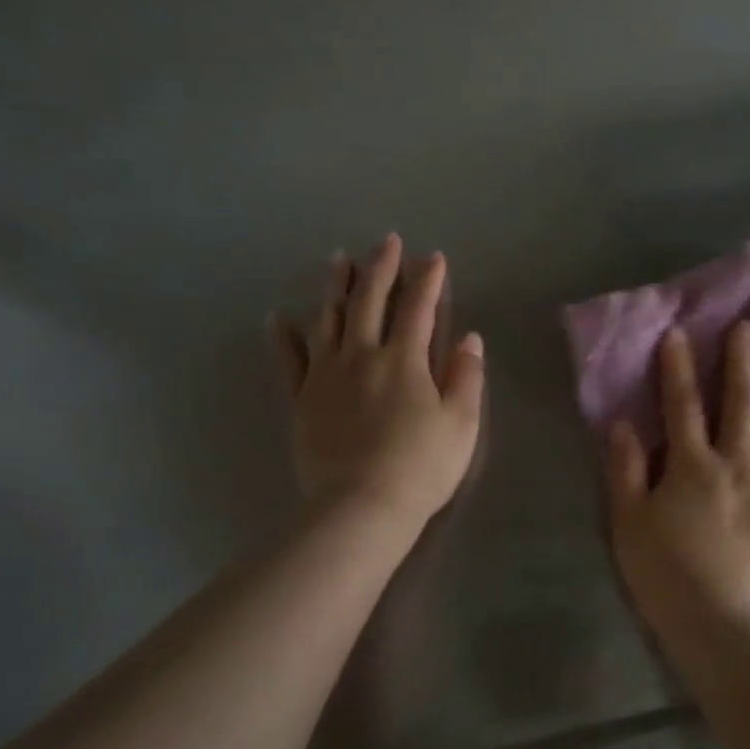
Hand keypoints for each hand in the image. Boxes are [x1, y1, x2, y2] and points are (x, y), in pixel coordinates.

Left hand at [273, 235, 484, 527]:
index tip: (433, 257)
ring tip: (337, 260)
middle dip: (380, 267)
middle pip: (369, 301)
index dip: (427, 280)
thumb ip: (466, 376)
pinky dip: (284, 337)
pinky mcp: (302, 400)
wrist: (360, 508)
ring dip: (335, 287)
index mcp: (404, 360)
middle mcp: (362, 356)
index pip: (418, 308)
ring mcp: (326, 376)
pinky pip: (290, 360)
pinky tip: (279, 317)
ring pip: (328, 319)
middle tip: (386, 240)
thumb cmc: (420, 466)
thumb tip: (470, 338)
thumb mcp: (461, 423)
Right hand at [605, 321, 749, 629]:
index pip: (682, 405)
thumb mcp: (629, 522)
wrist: (721, 624)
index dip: (679, 368)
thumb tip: (623, 423)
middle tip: (749, 326)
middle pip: (742, 404)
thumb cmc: (666, 574)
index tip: (679, 333)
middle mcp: (737, 465)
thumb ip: (625, 470)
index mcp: (693, 466)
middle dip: (742, 362)